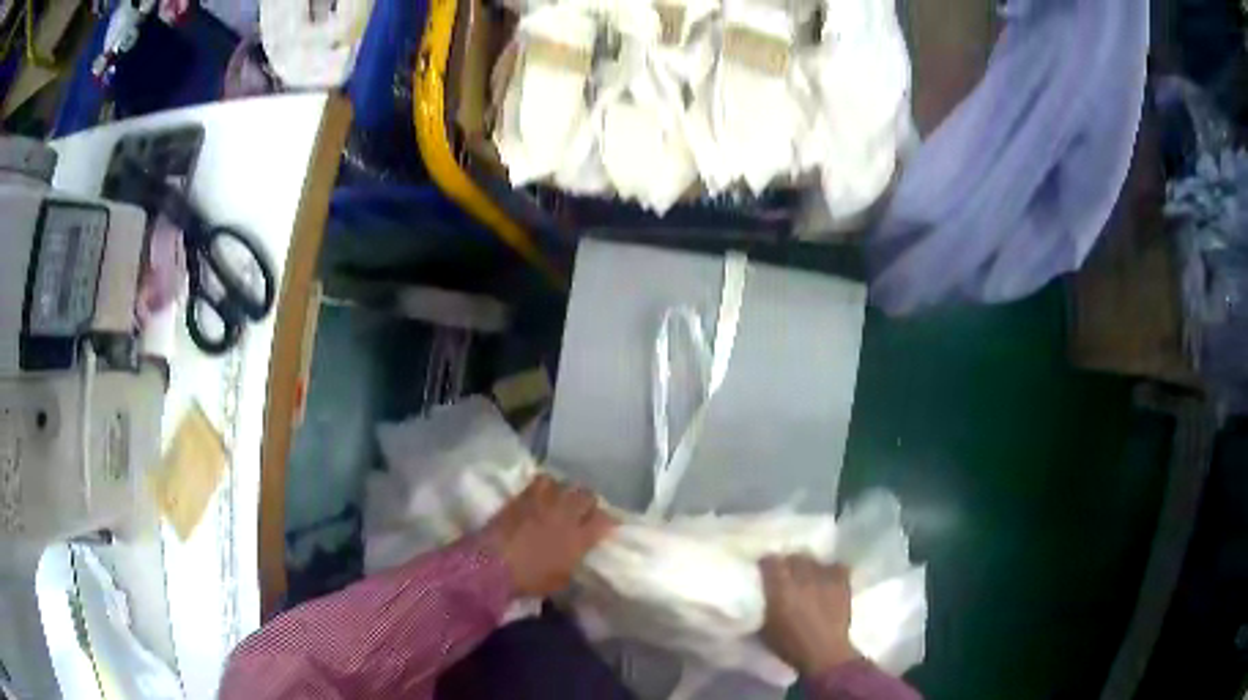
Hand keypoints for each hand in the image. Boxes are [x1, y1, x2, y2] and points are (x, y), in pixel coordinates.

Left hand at [483, 475, 615, 597]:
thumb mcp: (561, 579)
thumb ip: (574, 561)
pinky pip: (543, 480)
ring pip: (567, 483)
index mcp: (580, 539)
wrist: (493, 564)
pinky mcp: (525, 495)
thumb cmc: (529, 579)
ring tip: (564, 498)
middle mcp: (567, 515)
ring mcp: (545, 502)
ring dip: (568, 491)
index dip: (608, 522)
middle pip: (588, 496)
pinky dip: (547, 484)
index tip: (605, 526)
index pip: (606, 520)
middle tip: (584, 511)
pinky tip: (544, 493)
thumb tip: (578, 554)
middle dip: (589, 502)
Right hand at [760, 556, 861, 676]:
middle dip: (789, 564)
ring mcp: (825, 578)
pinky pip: (836, 566)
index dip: (767, 564)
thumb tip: (760, 596)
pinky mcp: (842, 583)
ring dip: (809, 567)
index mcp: (780, 588)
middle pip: (794, 557)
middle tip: (786, 575)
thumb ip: (763, 606)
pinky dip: (831, 570)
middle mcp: (802, 577)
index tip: (765, 571)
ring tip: (808, 576)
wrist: (824, 654)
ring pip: (814, 560)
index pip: (771, 561)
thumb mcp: (765, 627)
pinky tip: (827, 579)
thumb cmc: (790, 645)